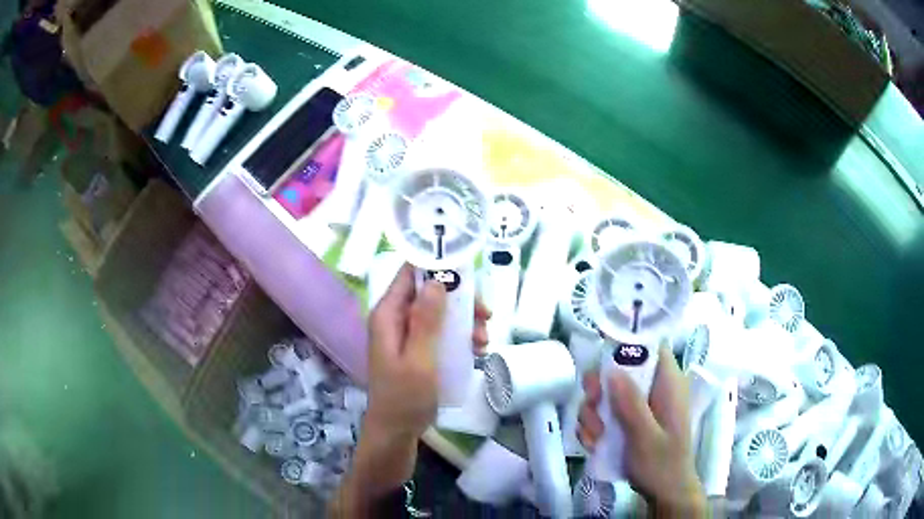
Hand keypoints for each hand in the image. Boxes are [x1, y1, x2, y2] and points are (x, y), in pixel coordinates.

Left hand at [332, 264, 491, 516]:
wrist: (396, 433)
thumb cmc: (404, 398)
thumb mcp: (419, 359)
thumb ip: (426, 321)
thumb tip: (436, 281)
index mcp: (388, 315)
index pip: (409, 274)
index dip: (436, 264)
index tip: (467, 269)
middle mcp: (396, 319)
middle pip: (429, 292)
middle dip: (460, 300)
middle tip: (485, 314)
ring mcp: (406, 336)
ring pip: (439, 313)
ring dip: (464, 321)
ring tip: (484, 340)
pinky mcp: (417, 351)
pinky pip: (441, 333)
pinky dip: (459, 337)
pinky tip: (477, 351)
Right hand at [578, 346, 706, 516]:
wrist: (665, 493)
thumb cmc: (662, 464)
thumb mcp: (646, 436)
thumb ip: (632, 404)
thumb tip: (612, 370)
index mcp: (668, 383)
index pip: (651, 346)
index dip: (625, 345)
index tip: (602, 366)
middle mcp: (653, 388)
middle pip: (619, 370)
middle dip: (598, 390)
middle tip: (592, 410)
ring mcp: (639, 405)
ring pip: (606, 394)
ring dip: (592, 414)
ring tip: (593, 437)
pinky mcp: (627, 421)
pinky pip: (603, 414)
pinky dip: (593, 427)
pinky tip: (593, 445)